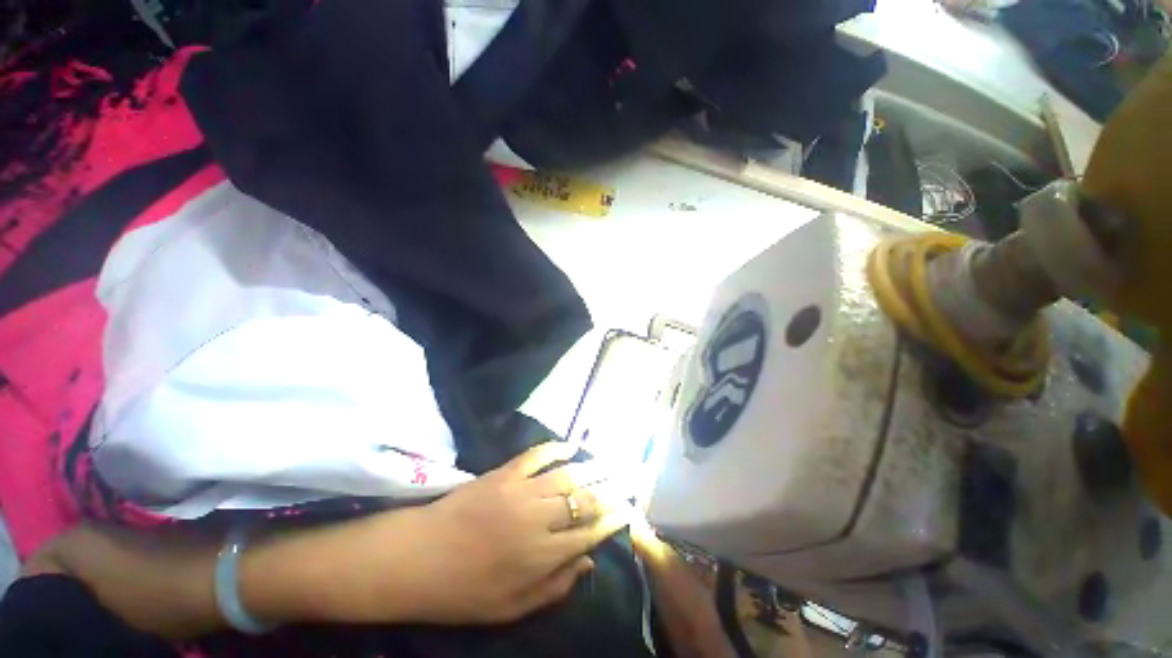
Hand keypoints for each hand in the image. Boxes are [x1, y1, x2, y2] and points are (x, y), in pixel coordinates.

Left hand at [378, 442, 633, 623]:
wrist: (417, 556)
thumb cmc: (463, 591)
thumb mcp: (510, 608)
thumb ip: (555, 586)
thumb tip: (588, 562)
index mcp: (541, 556)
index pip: (589, 533)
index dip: (612, 520)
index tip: (629, 509)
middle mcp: (538, 519)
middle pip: (584, 500)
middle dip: (611, 490)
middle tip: (629, 480)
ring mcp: (521, 491)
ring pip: (567, 476)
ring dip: (593, 468)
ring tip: (611, 463)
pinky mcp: (505, 473)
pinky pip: (537, 455)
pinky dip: (556, 447)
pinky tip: (571, 445)